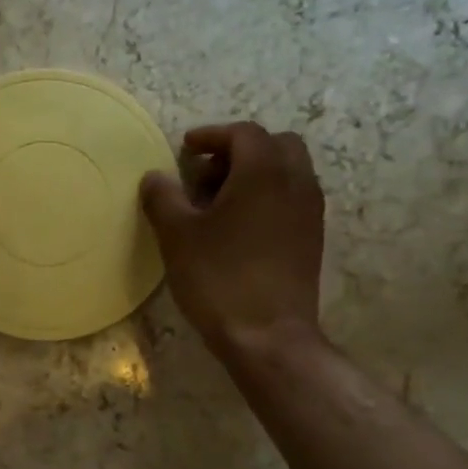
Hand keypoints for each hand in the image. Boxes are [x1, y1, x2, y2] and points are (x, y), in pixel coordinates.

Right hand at [140, 123, 325, 359]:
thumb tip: (155, 177)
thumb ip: (163, 197)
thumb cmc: (218, 277)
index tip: (185, 149)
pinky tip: (238, 227)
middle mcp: (296, 182)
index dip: (211, 135)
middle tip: (205, 174)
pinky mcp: (312, 238)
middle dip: (239, 151)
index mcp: (264, 172)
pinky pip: (292, 198)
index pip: (243, 133)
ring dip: (255, 174)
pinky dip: (267, 197)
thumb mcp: (177, 235)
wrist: (268, 335)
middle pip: (275, 145)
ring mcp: (310, 212)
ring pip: (287, 172)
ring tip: (218, 202)